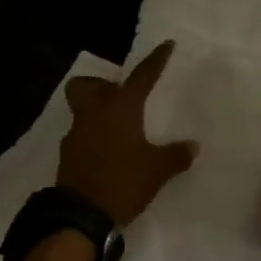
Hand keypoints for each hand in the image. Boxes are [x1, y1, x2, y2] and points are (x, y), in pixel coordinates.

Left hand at [57, 39, 197, 225]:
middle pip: (87, 85)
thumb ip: (175, 155)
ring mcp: (76, 134)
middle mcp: (94, 114)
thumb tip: (193, 146)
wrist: (81, 215)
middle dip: (100, 84)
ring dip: (95, 111)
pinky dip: (92, 137)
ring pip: (81, 110)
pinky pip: (80, 135)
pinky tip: (107, 154)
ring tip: (117, 128)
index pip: (142, 77)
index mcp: (120, 109)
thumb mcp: (157, 170)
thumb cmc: (123, 182)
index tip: (166, 45)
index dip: (156, 60)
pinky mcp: (67, 155)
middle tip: (119, 95)